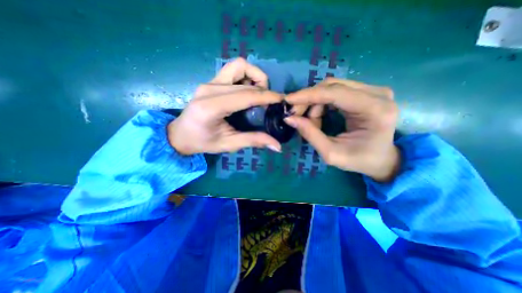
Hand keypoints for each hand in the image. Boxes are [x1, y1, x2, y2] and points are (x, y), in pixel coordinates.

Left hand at [167, 58, 282, 154]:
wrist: (180, 134)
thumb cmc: (203, 142)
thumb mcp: (229, 144)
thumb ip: (253, 141)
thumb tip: (277, 146)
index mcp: (212, 107)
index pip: (246, 95)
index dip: (267, 96)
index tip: (282, 100)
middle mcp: (210, 89)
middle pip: (245, 78)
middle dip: (264, 88)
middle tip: (269, 103)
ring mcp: (209, 82)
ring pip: (239, 66)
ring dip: (255, 76)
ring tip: (260, 94)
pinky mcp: (210, 81)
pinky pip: (233, 70)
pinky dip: (246, 76)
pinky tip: (248, 91)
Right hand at [285, 80, 400, 182]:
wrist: (381, 159)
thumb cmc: (359, 160)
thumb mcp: (331, 153)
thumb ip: (310, 134)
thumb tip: (289, 118)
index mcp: (375, 110)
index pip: (335, 93)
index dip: (308, 95)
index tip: (288, 100)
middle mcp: (377, 94)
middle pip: (332, 86)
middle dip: (309, 100)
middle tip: (296, 115)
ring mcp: (373, 90)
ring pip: (332, 87)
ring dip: (315, 103)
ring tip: (312, 122)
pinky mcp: (366, 92)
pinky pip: (336, 91)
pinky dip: (322, 102)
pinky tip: (319, 115)